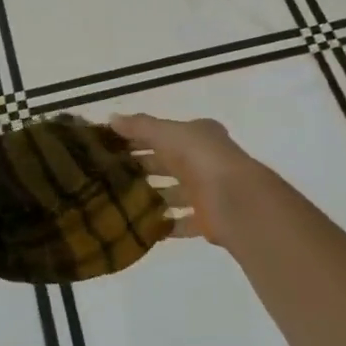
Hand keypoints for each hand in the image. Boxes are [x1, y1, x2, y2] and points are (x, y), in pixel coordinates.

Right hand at [111, 113, 262, 248]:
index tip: (111, 146)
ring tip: (120, 201)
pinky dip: (165, 225)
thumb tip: (111, 118)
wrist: (236, 200)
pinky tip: (141, 226)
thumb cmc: (200, 157)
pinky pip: (181, 223)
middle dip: (143, 167)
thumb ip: (140, 126)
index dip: (139, 138)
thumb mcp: (167, 133)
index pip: (163, 134)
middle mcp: (204, 161)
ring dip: (153, 196)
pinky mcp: (207, 220)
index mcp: (198, 136)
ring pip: (174, 193)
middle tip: (109, 174)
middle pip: (168, 163)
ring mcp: (207, 192)